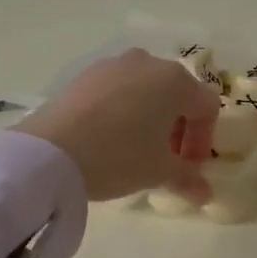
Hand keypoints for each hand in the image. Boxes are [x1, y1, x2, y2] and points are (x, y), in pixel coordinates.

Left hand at [14, 49, 218, 201]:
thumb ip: (188, 178)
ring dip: (150, 117)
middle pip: (177, 94)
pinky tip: (108, 138)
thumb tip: (205, 194)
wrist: (50, 150)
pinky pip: (117, 90)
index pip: (206, 107)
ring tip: (136, 149)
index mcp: (176, 81)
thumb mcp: (159, 171)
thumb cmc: (120, 155)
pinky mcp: (85, 74)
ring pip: (145, 89)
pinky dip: (123, 110)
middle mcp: (149, 63)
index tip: (189, 168)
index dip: (203, 140)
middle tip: (166, 160)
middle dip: (178, 128)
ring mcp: (114, 65)